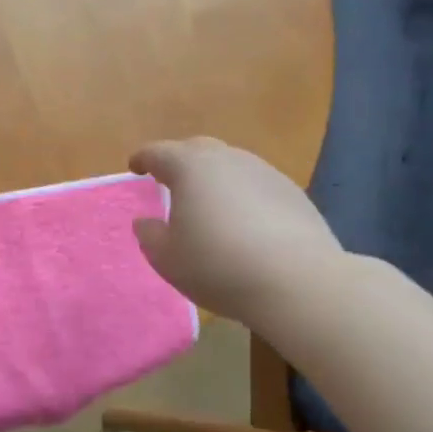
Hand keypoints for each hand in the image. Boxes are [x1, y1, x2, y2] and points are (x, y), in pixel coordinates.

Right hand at [129, 138, 342, 327]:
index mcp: (190, 168)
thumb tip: (146, 222)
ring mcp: (265, 173)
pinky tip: (243, 223)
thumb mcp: (167, 258)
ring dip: (214, 178)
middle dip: (180, 161)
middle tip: (170, 181)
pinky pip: (256, 186)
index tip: (135, 167)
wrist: (297, 281)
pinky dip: (242, 195)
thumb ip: (150, 235)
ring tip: (208, 204)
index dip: (143, 159)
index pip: (158, 152)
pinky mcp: (294, 194)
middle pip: (198, 149)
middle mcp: (228, 159)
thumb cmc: (217, 265)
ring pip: (231, 165)